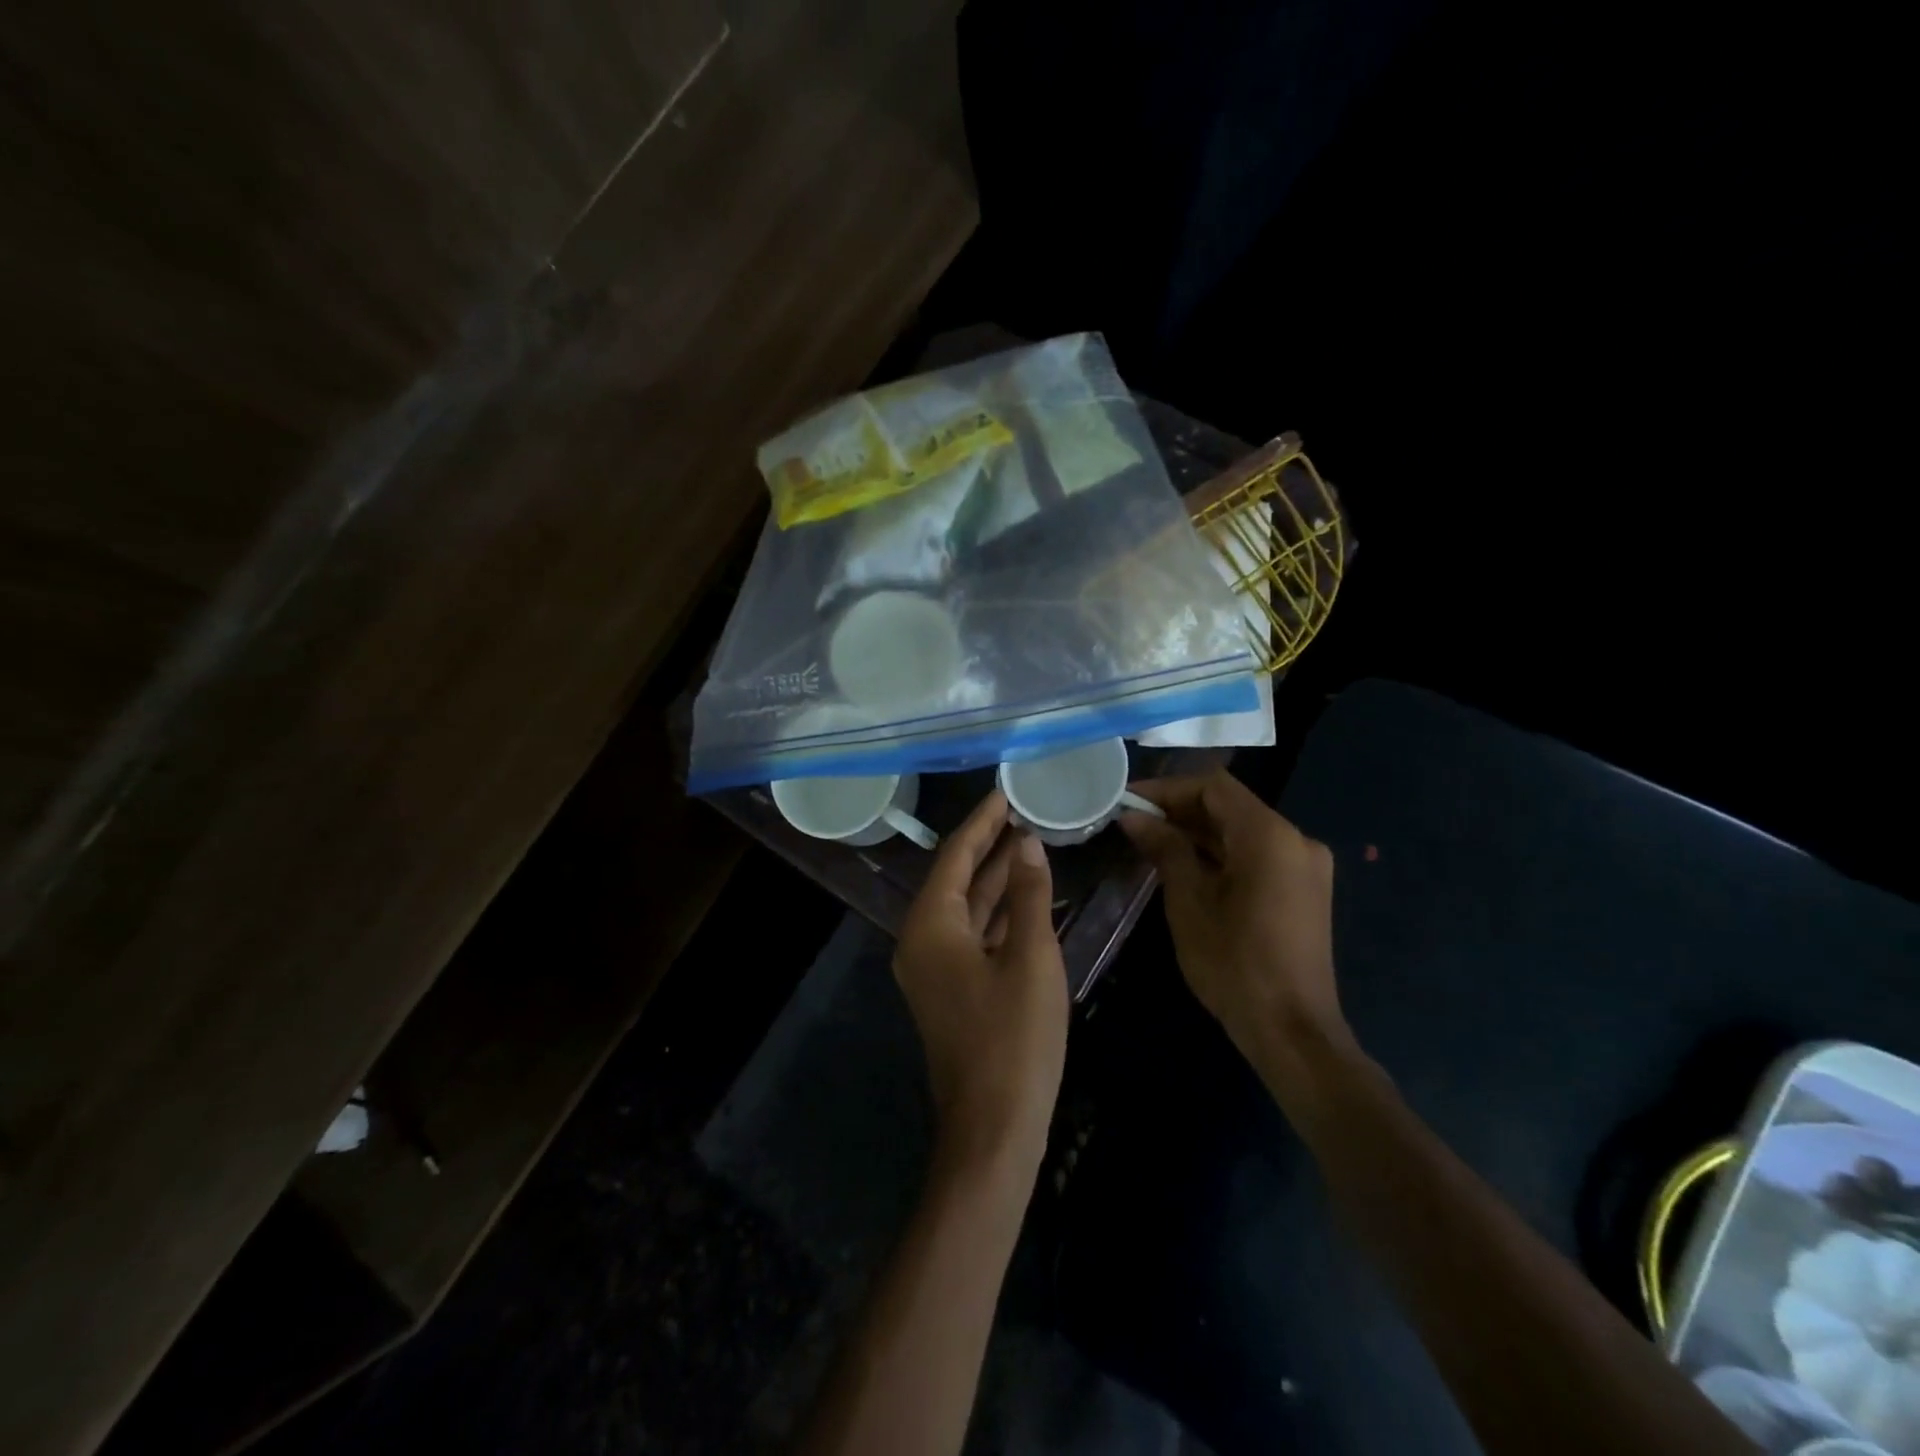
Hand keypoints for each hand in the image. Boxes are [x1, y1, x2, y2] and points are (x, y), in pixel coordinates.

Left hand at [894, 791, 1067, 1171]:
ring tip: (1031, 843)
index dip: (981, 822)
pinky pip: (974, 937)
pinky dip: (1000, 915)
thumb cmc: (1013, 1039)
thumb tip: (1027, 845)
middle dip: (991, 846)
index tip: (1005, 792)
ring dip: (998, 879)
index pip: (955, 856)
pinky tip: (1029, 898)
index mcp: (930, 926)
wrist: (994, 1128)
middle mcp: (922, 941)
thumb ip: (1028, 896)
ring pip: (968, 909)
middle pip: (958, 879)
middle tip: (1024, 811)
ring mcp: (936, 969)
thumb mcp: (1031, 958)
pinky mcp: (953, 990)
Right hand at [1120, 771, 1350, 1067]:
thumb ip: (1165, 848)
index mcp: (1270, 836)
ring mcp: (1305, 866)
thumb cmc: (1234, 964)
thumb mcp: (1189, 902)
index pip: (1213, 787)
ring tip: (1150, 843)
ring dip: (1198, 832)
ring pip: (1242, 831)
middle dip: (1180, 811)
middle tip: (1133, 824)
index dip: (1167, 789)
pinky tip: (1185, 866)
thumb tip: (1133, 817)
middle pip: (1230, 806)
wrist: (1292, 1032)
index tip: (1128, 802)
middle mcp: (1296, 840)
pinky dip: (1221, 854)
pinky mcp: (1304, 889)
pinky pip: (1256, 855)